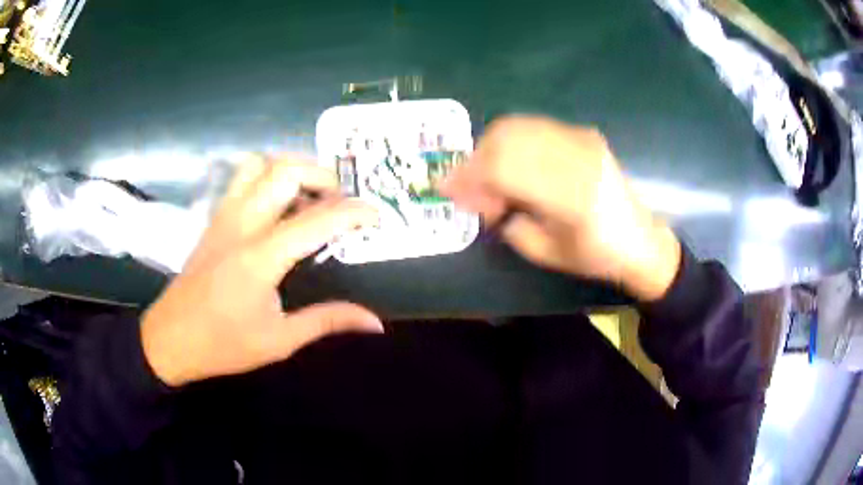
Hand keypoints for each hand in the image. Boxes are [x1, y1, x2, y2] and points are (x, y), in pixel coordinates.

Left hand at [141, 155, 382, 386]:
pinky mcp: (214, 219)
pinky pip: (242, 179)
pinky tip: (277, 207)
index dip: (353, 213)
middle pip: (285, 170)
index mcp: (261, 257)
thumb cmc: (223, 345)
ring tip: (308, 196)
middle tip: (339, 201)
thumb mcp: (280, 340)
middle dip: (322, 175)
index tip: (376, 215)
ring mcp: (224, 216)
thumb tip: (375, 322)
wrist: (170, 339)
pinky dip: (268, 178)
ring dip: (291, 170)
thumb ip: (328, 321)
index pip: (317, 220)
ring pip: (259, 164)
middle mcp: (242, 225)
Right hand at [441, 116, 680, 300]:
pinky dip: (510, 143)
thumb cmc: (595, 255)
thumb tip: (478, 197)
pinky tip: (511, 166)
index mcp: (570, 195)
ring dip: (491, 149)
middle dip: (476, 161)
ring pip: (516, 126)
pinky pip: (532, 127)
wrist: (639, 239)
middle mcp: (576, 156)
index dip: (467, 176)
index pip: (503, 168)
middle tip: (470, 191)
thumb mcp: (544, 252)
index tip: (445, 189)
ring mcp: (581, 138)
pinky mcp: (582, 133)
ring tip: (491, 180)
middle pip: (505, 138)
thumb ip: (506, 221)